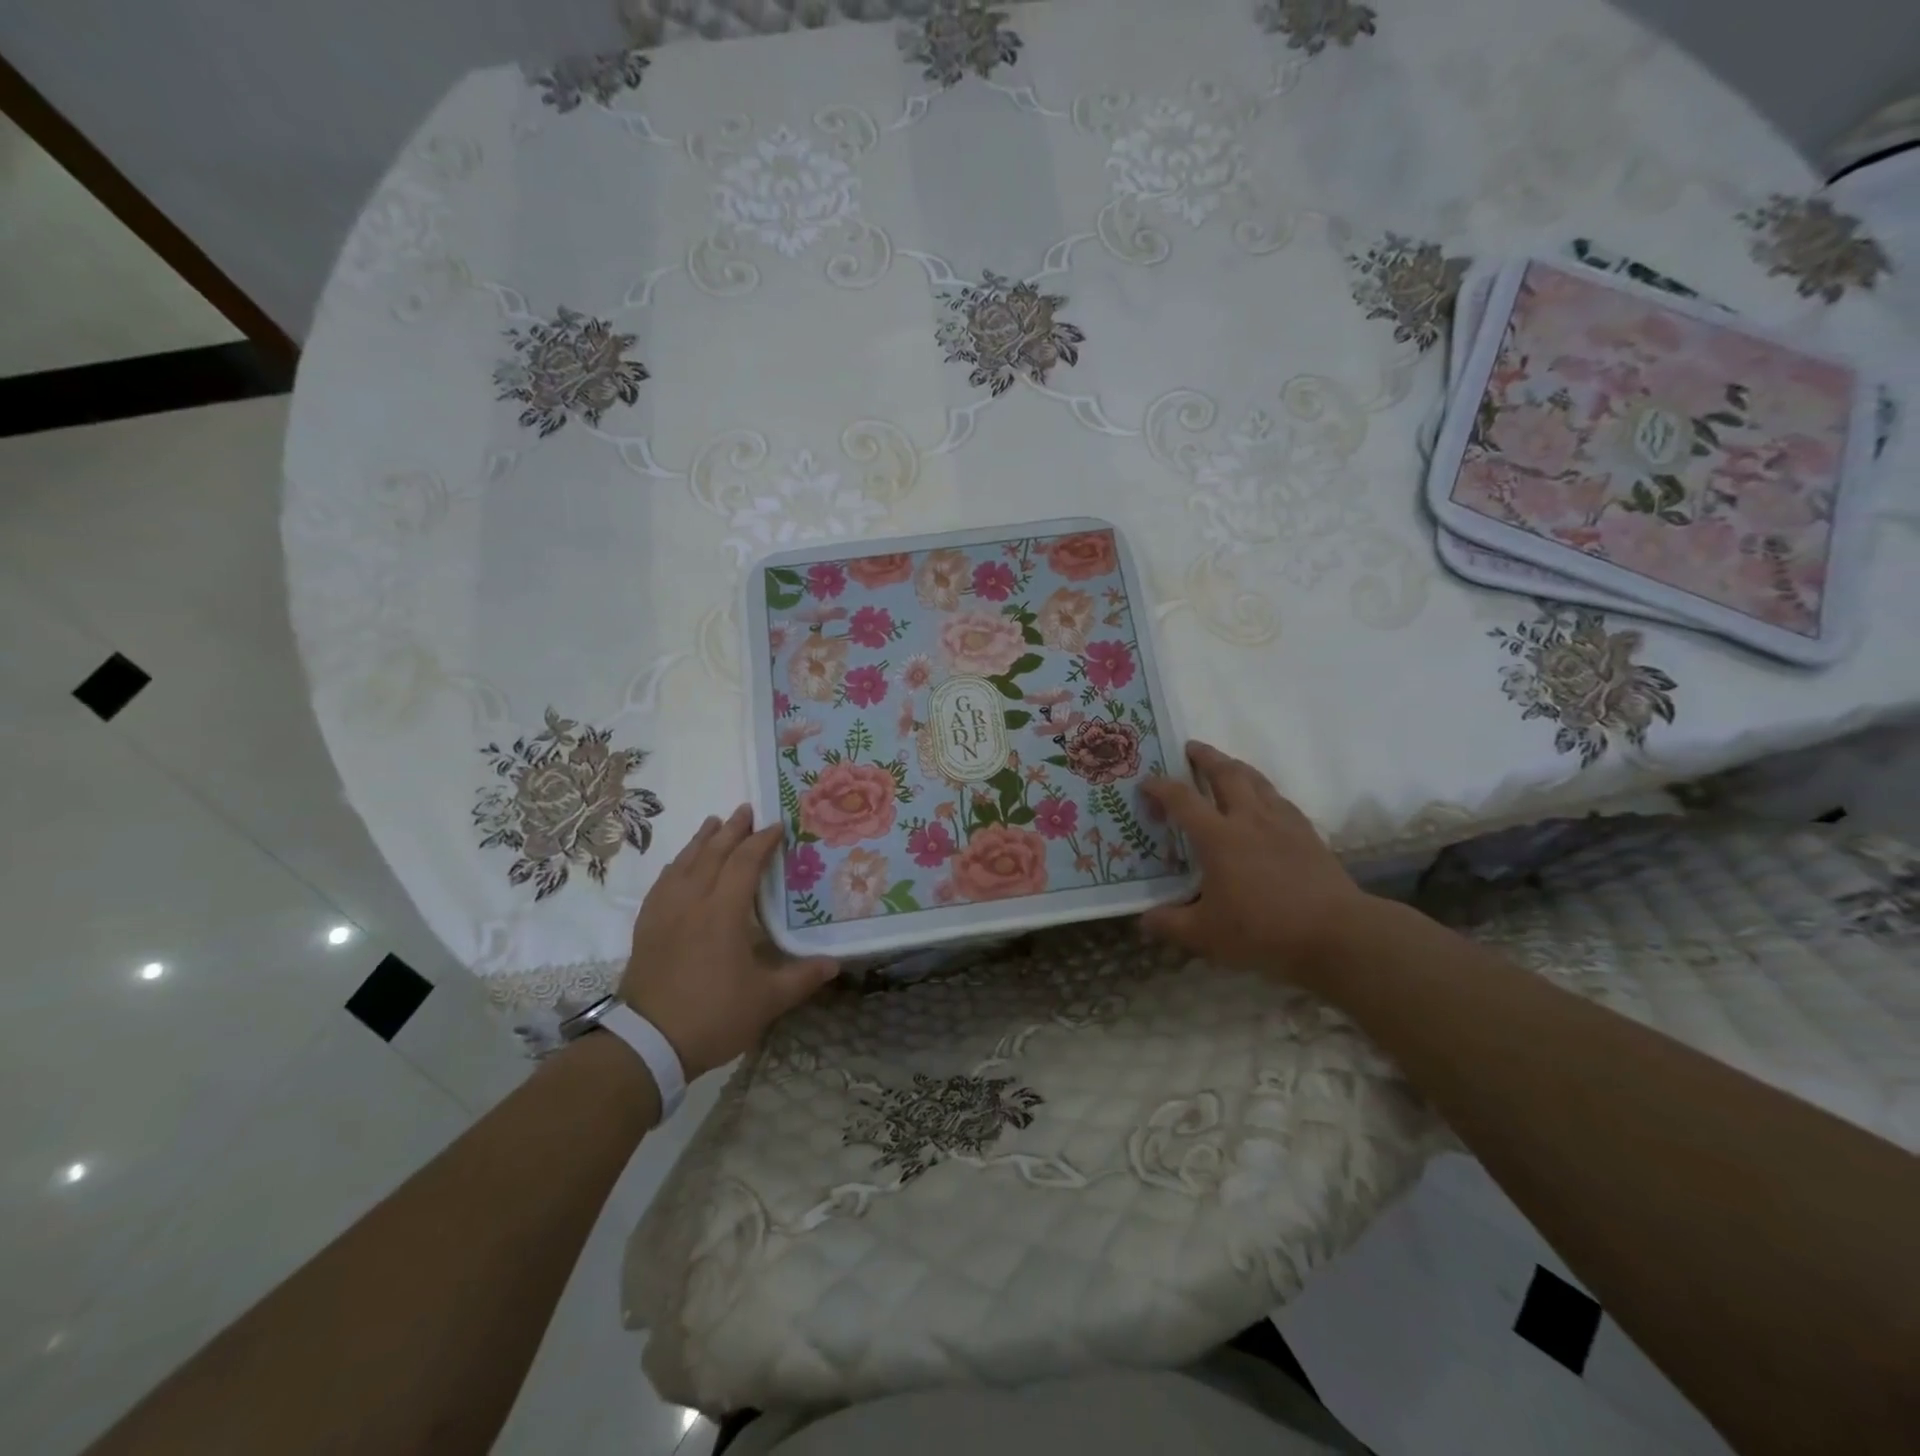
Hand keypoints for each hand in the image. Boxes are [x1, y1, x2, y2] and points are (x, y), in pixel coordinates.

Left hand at [618, 805, 837, 1080]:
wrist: (646, 1044)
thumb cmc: (712, 1017)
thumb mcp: (766, 1001)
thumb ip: (801, 978)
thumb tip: (835, 963)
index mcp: (722, 912)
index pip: (744, 863)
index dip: (762, 842)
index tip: (778, 825)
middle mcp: (691, 903)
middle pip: (712, 855)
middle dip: (731, 830)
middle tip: (745, 810)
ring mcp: (664, 914)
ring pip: (683, 864)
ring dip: (700, 841)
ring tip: (712, 823)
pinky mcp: (646, 929)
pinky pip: (662, 884)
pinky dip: (675, 866)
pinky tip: (678, 866)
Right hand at [1140, 742, 1371, 982]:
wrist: (1336, 933)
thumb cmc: (1263, 930)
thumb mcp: (1206, 935)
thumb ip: (1170, 924)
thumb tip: (1144, 920)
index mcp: (1218, 837)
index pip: (1182, 799)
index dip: (1160, 786)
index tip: (1146, 782)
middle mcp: (1248, 819)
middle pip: (1225, 773)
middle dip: (1206, 756)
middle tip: (1191, 747)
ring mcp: (1282, 822)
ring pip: (1256, 780)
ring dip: (1236, 766)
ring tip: (1226, 764)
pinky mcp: (1308, 833)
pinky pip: (1280, 798)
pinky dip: (1264, 790)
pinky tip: (1265, 801)